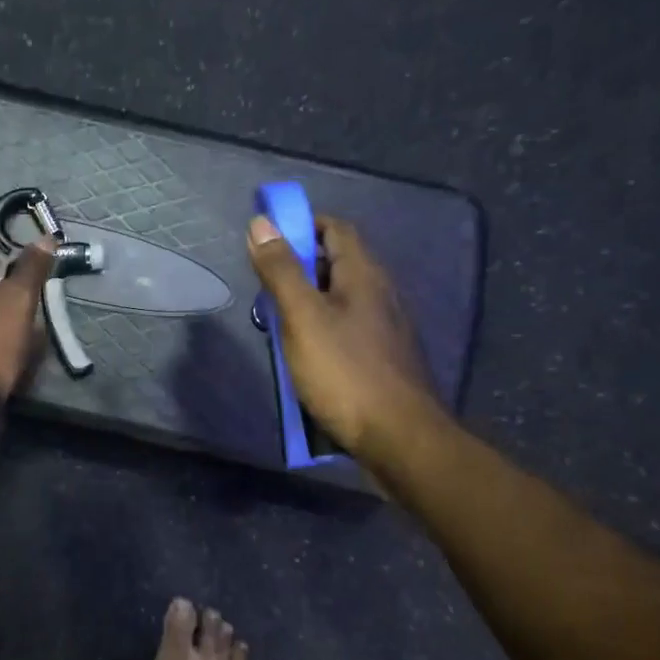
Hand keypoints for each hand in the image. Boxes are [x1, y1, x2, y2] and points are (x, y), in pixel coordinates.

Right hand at [247, 214, 436, 458]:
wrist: (399, 437)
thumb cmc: (345, 372)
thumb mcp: (302, 317)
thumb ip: (281, 271)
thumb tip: (261, 223)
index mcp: (364, 274)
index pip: (335, 228)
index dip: (301, 225)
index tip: (268, 240)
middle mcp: (380, 293)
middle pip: (338, 262)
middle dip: (300, 266)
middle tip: (266, 286)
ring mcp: (386, 327)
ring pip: (342, 297)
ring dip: (309, 300)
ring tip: (279, 322)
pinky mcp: (384, 357)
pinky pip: (348, 327)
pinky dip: (322, 327)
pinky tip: (306, 353)